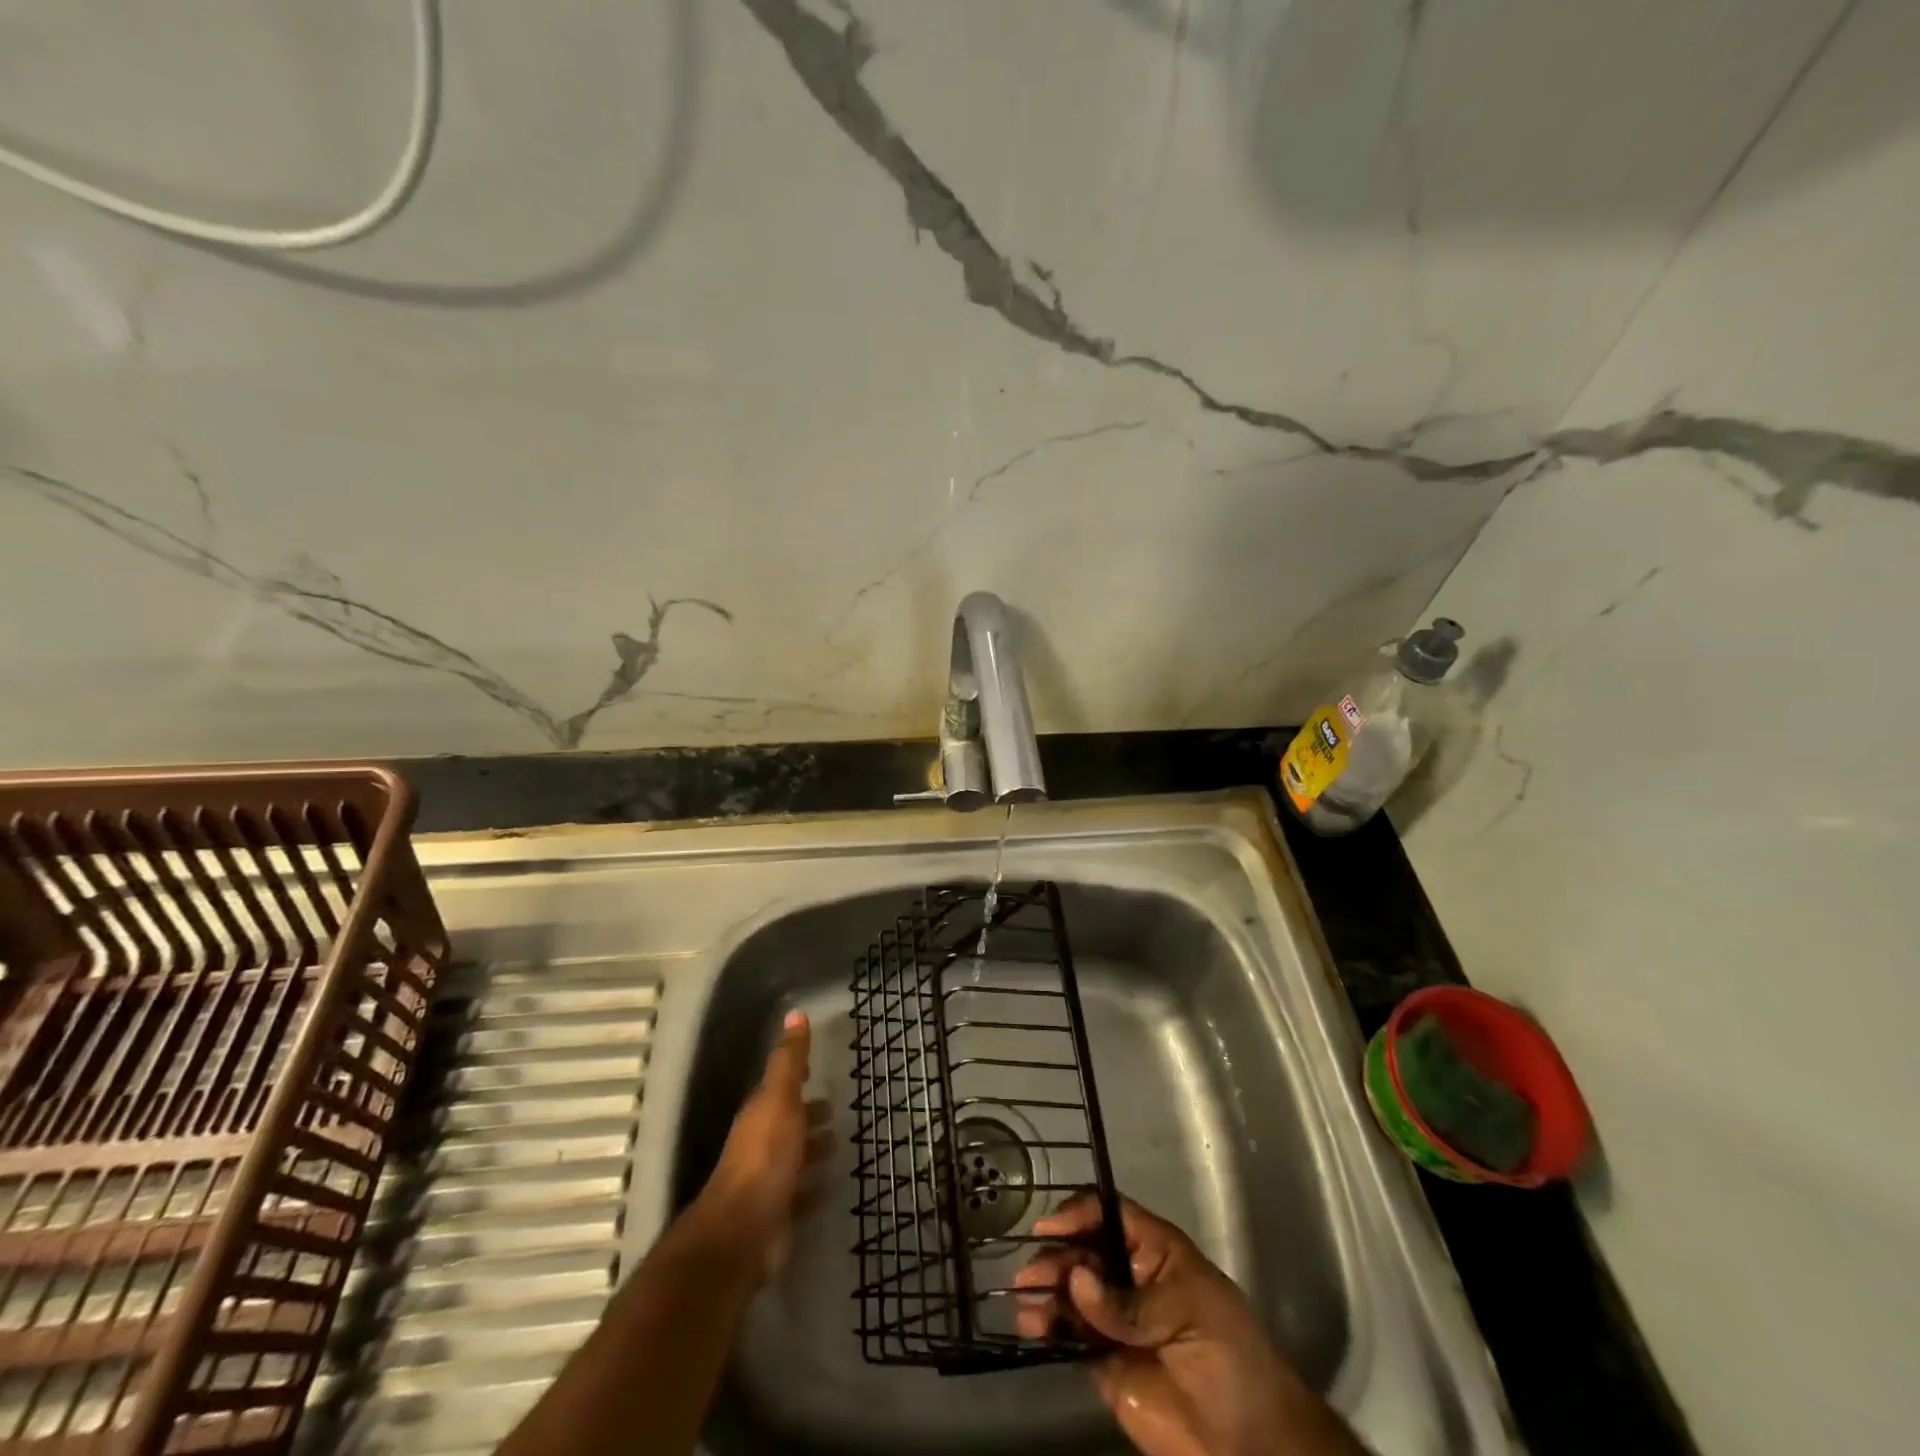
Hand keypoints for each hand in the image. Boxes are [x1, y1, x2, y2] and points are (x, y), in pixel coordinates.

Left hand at [695, 1010, 830, 1283]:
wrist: (742, 1234)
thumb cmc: (764, 1158)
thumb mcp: (780, 1099)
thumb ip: (789, 1060)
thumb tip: (796, 1014)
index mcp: (760, 1114)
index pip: (779, 1087)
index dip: (795, 1076)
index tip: (815, 1068)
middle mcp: (761, 1144)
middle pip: (788, 1123)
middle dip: (808, 1115)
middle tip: (834, 1109)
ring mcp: (768, 1181)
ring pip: (794, 1158)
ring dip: (813, 1149)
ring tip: (839, 1143)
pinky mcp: (778, 1214)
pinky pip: (801, 1195)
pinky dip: (814, 1188)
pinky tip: (832, 1186)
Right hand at [1015, 1195, 1362, 1455]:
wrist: (1254, 1448)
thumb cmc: (1233, 1360)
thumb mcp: (1190, 1313)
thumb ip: (1131, 1303)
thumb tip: (1077, 1280)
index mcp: (1154, 1251)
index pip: (1109, 1214)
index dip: (1078, 1214)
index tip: (1049, 1229)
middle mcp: (1129, 1276)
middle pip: (1082, 1251)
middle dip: (1055, 1258)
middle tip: (1031, 1278)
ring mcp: (1115, 1319)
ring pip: (1071, 1291)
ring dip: (1046, 1291)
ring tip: (1026, 1304)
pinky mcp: (1105, 1362)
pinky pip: (1070, 1335)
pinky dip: (1048, 1327)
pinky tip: (1032, 1327)